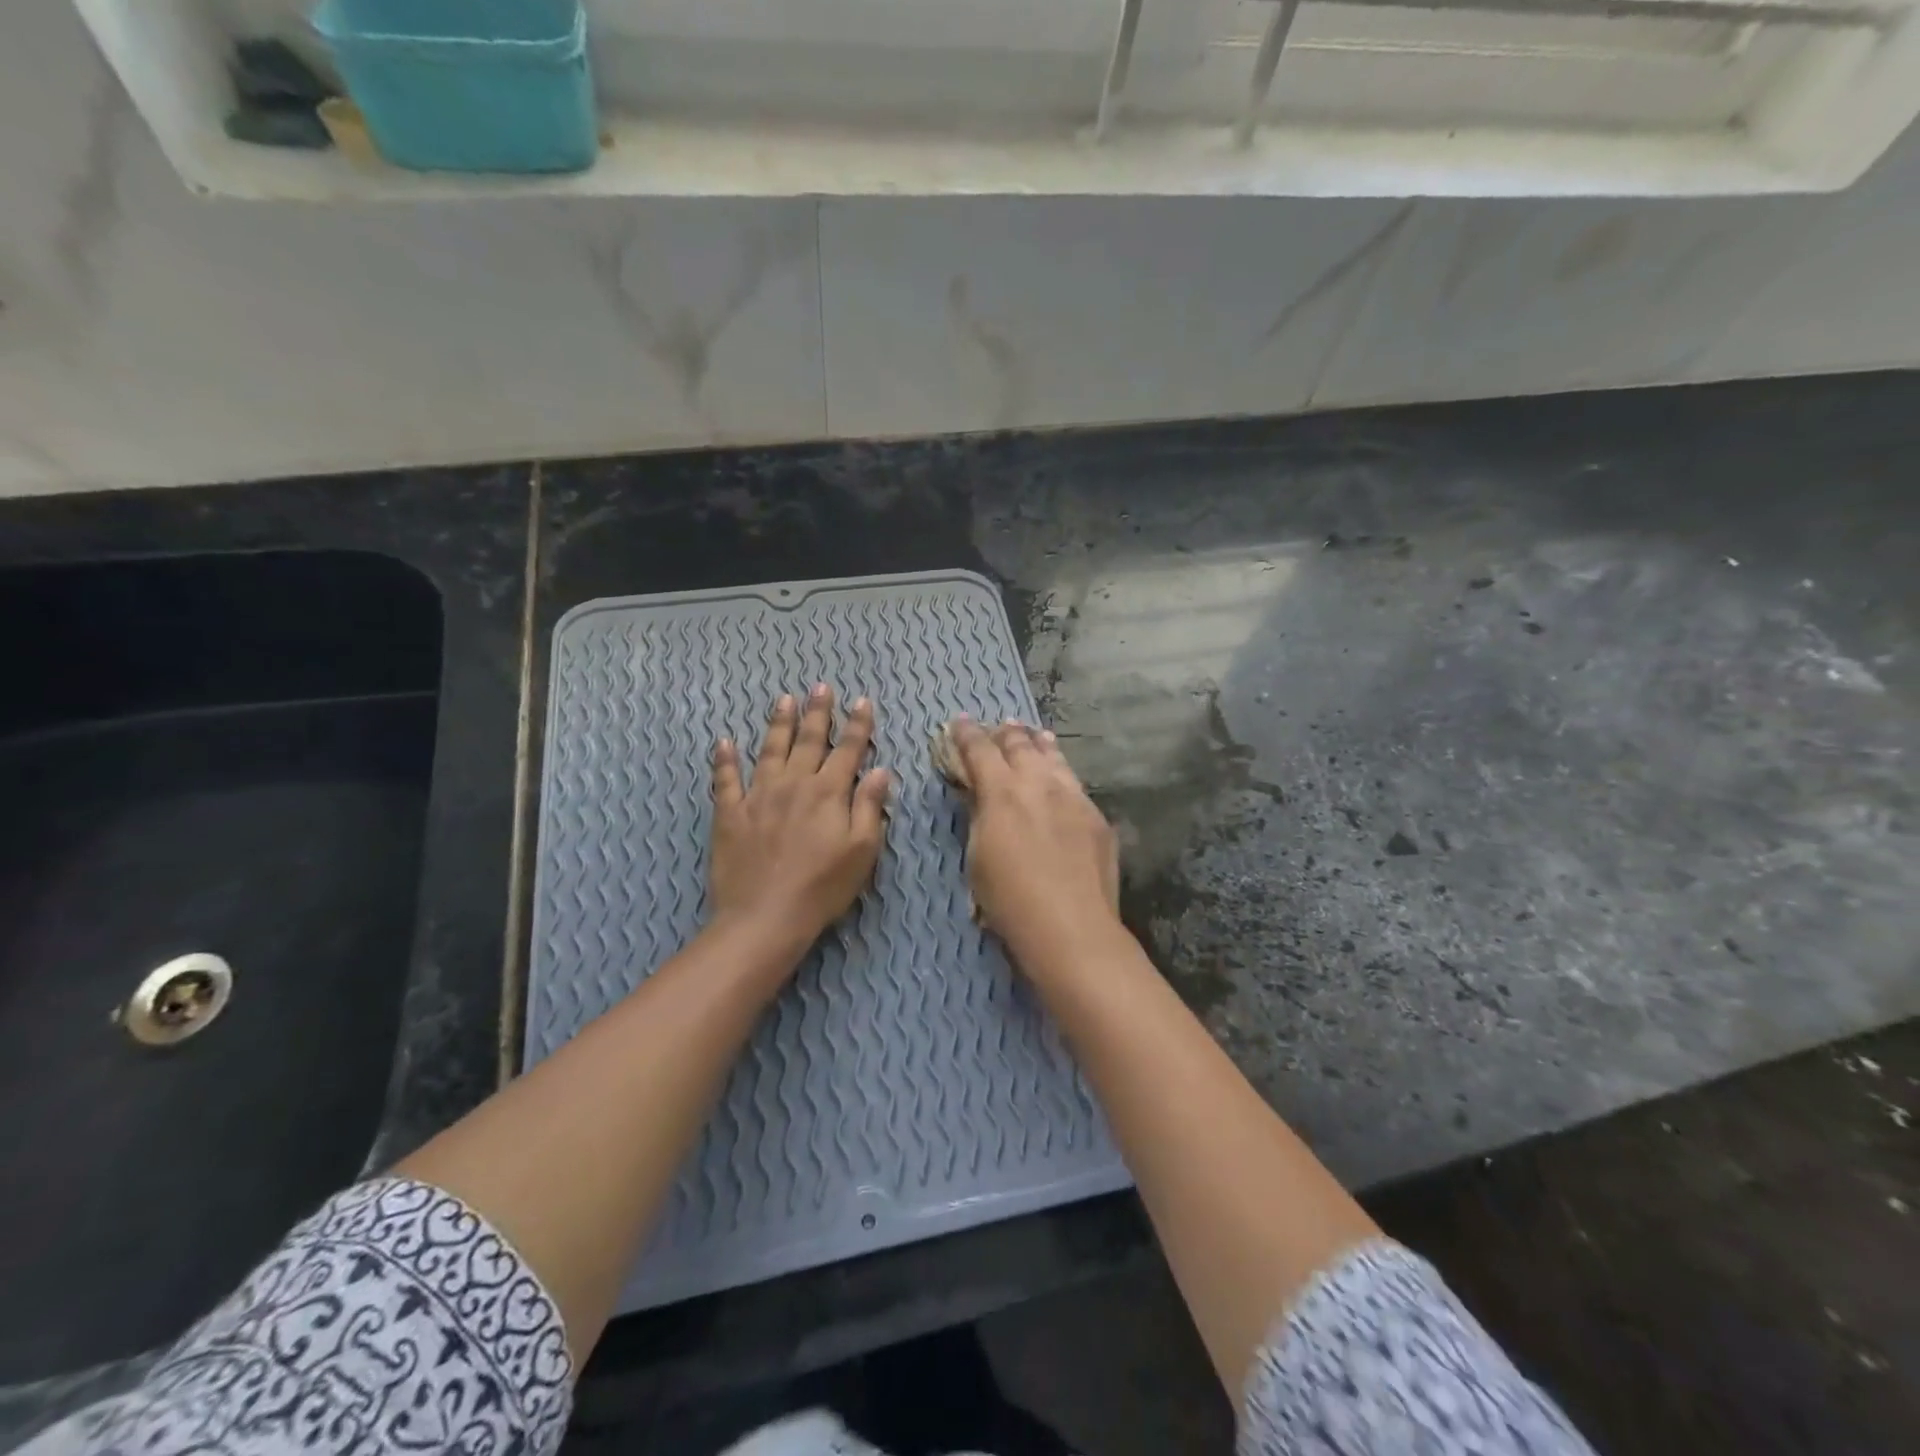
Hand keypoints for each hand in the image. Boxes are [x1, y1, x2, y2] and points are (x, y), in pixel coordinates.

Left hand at [709, 685, 891, 950]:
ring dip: (779, 723)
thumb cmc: (823, 887)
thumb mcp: (862, 851)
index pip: (848, 750)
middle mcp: (794, 784)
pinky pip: (725, 780)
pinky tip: (724, 742)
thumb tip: (881, 770)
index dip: (857, 725)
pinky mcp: (730, 814)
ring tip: (784, 700)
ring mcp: (758, 796)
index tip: (862, 701)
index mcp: (829, 792)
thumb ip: (870, 807)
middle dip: (818, 712)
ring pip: (770, 750)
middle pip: (809, 740)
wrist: (765, 916)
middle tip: (821, 687)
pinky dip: (724, 759)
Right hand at [948, 718, 1119, 966]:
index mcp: (1002, 791)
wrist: (1071, 926)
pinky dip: (1061, 773)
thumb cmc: (1009, 900)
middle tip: (1000, 726)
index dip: (966, 733)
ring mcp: (1073, 797)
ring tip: (1035, 735)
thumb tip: (979, 795)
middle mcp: (1039, 783)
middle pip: (1020, 745)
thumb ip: (979, 818)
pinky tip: (1061, 780)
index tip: (959, 722)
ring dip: (1039, 744)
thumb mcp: (977, 858)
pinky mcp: (1095, 816)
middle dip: (1005, 733)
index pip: (979, 749)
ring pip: (1054, 758)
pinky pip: (1074, 783)